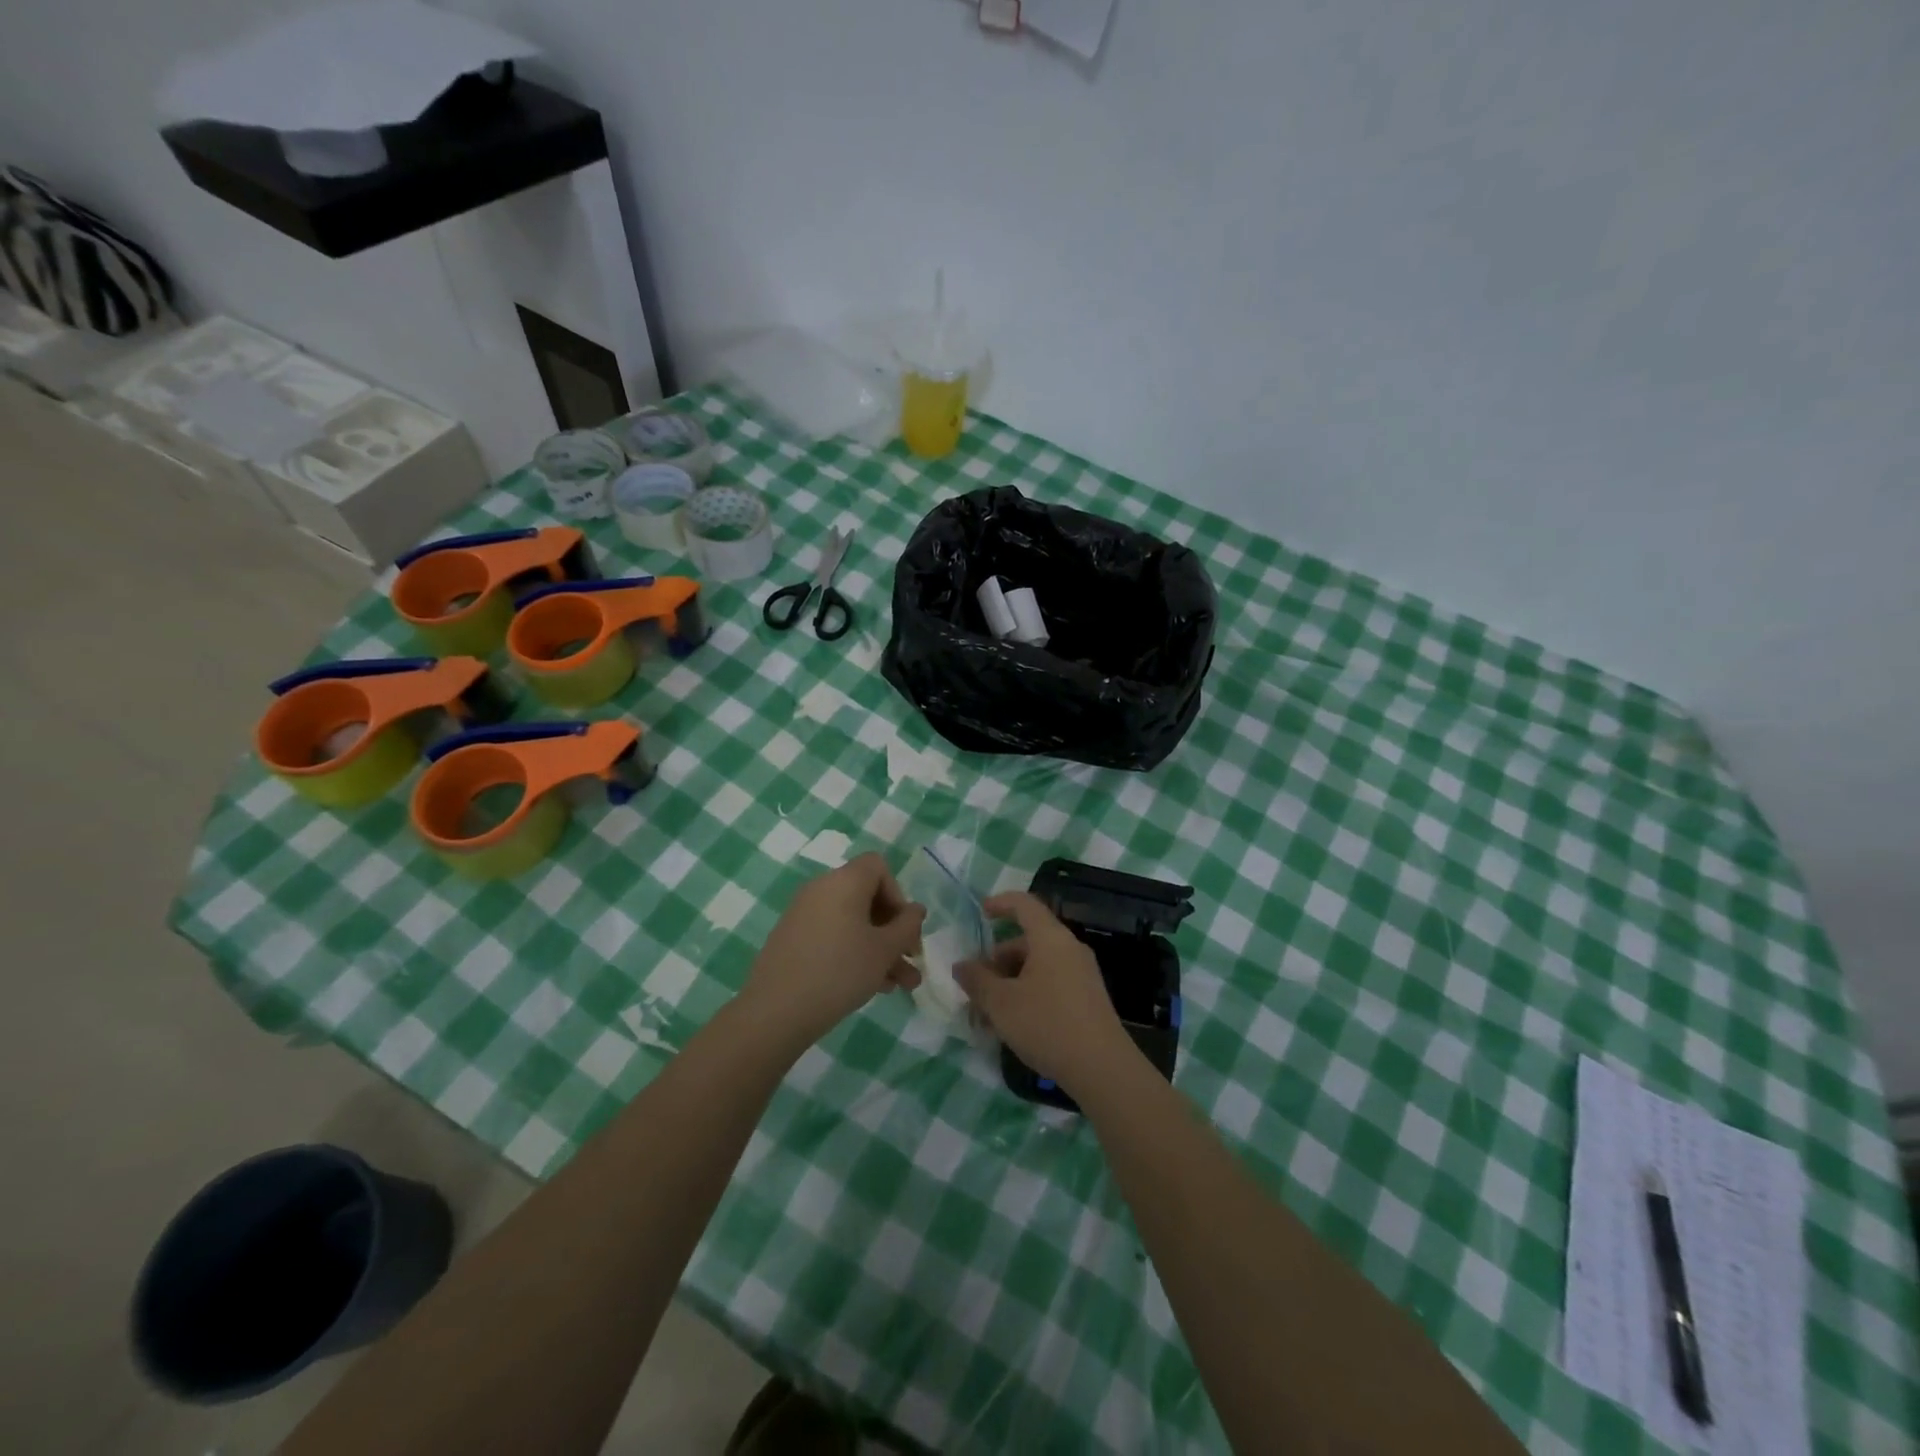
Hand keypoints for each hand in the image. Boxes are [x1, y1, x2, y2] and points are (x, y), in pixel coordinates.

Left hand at [741, 854, 925, 1050]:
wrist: (776, 1011)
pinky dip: (853, 953)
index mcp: (844, 881)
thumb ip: (907, 926)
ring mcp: (803, 914)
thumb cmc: (840, 971)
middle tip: (911, 961)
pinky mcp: (793, 939)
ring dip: (880, 949)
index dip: (898, 894)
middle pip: (867, 898)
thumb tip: (915, 910)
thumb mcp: (884, 950)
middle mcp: (821, 889)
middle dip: (894, 931)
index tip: (904, 928)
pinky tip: (871, 987)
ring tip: (900, 986)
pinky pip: (833, 936)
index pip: (878, 867)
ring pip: (853, 923)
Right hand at [956, 892, 1138, 1095]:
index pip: (1024, 904)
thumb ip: (977, 980)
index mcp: (1050, 938)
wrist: (1102, 1068)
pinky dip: (1028, 992)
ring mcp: (1082, 973)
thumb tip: (962, 965)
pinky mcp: (1087, 997)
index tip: (981, 912)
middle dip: (998, 959)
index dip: (1000, 903)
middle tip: (975, 985)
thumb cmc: (1046, 1024)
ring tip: (989, 1012)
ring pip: (1038, 965)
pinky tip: (1013, 1022)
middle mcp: (1070, 948)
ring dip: (1010, 980)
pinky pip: (1051, 982)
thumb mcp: (1001, 1003)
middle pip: (1028, 939)